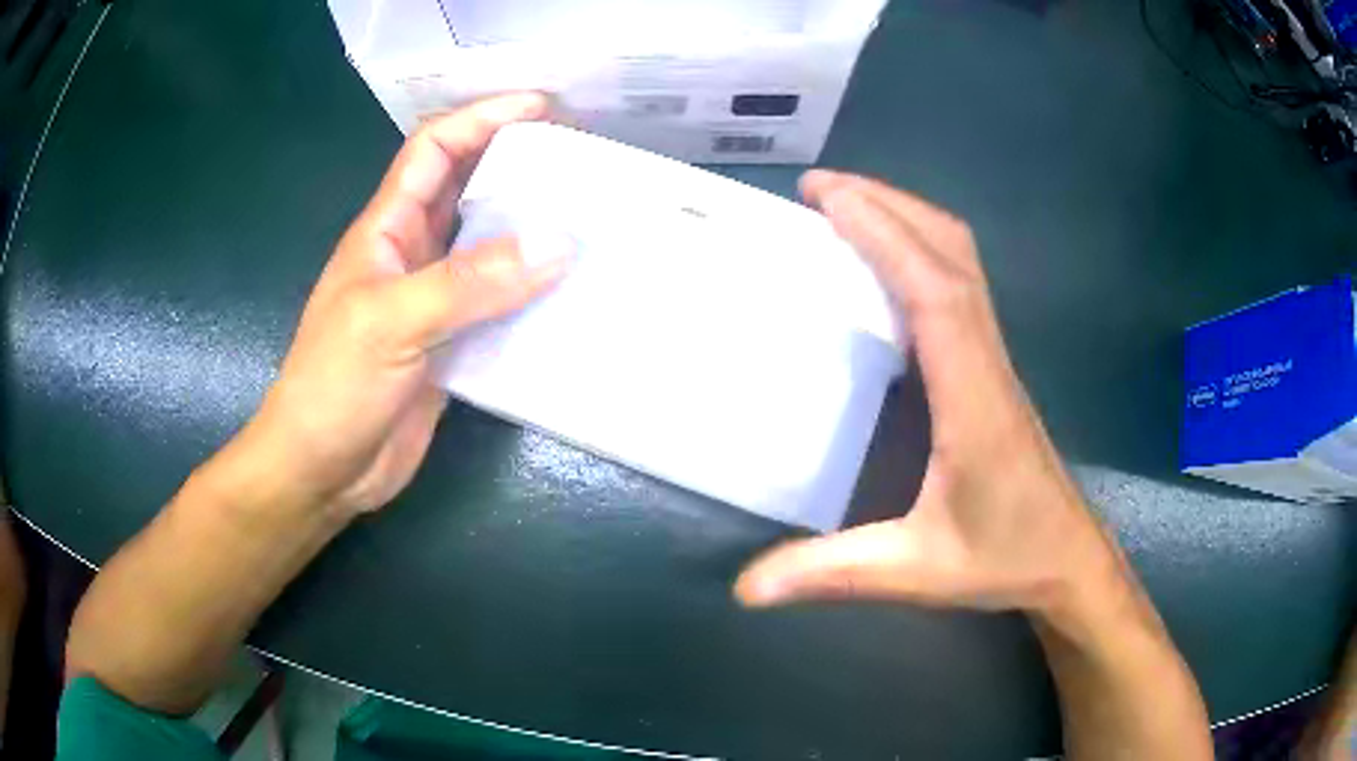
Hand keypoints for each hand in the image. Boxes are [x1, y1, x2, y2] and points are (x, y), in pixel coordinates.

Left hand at [237, 93, 570, 518]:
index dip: (482, 118)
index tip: (543, 106)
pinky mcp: (454, 345)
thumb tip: (558, 241)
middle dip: (518, 164)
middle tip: (583, 159)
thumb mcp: (390, 323)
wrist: (322, 471)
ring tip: (593, 217)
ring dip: (534, 229)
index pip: (434, 149)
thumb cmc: (332, 387)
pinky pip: (501, 305)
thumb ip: (468, 282)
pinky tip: (574, 293)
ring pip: (490, 247)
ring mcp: (435, 302)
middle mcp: (414, 254)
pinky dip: (535, 294)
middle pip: (469, 189)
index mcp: (387, 229)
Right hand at [735, 171, 1119, 617]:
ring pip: (962, 260)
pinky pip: (960, 284)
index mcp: (973, 397)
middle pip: (951, 253)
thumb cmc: (1005, 558)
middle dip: (888, 204)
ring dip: (907, 218)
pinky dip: (921, 249)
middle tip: (819, 188)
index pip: (934, 292)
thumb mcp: (916, 571)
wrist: (1069, 558)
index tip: (830, 198)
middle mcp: (987, 359)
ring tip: (847, 207)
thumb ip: (833, 574)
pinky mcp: (991, 367)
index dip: (885, 235)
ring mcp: (994, 358)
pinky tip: (887, 264)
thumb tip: (746, 587)